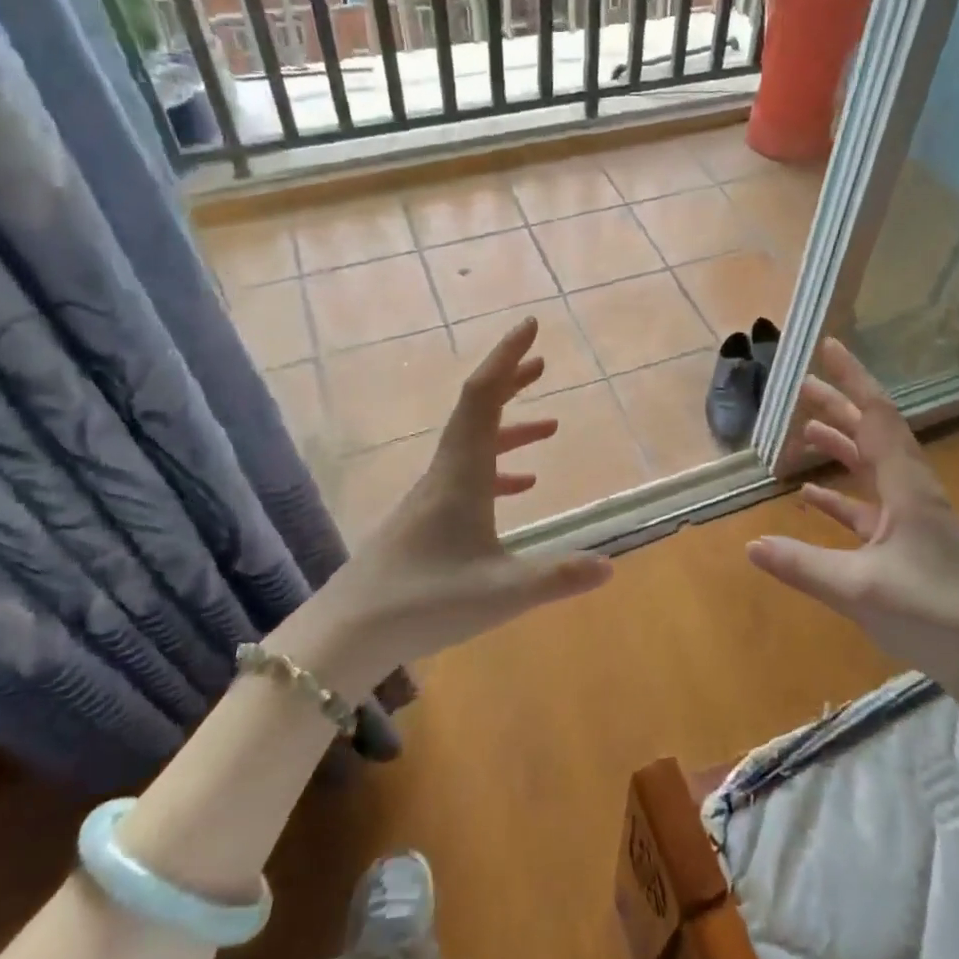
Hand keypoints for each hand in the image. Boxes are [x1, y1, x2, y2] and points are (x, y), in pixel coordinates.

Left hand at [309, 317, 611, 668]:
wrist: (346, 634)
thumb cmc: (424, 602)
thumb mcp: (503, 592)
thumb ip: (559, 577)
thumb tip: (611, 567)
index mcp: (462, 474)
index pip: (484, 397)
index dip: (507, 356)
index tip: (531, 325)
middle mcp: (445, 473)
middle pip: (478, 410)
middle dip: (510, 381)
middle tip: (542, 362)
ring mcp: (432, 496)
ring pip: (474, 443)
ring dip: (510, 427)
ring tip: (550, 426)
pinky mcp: (426, 519)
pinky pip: (469, 475)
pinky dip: (498, 469)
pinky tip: (522, 487)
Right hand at [747, 338, 958, 687]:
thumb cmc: (931, 613)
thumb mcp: (858, 589)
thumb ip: (802, 565)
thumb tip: (750, 545)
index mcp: (907, 487)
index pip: (877, 416)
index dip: (852, 379)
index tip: (828, 347)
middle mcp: (911, 491)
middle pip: (872, 434)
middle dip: (839, 405)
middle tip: (802, 384)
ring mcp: (911, 517)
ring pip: (871, 466)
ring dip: (840, 445)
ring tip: (806, 428)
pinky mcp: (906, 543)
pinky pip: (867, 506)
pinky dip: (840, 495)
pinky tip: (811, 496)